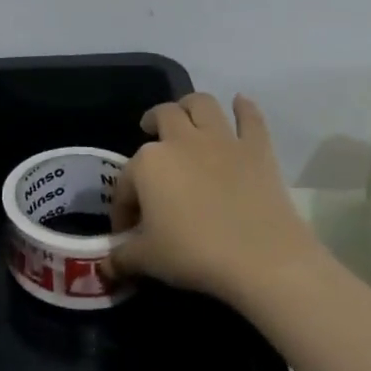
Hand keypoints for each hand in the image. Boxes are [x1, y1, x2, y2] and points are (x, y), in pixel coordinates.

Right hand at [106, 92, 326, 307]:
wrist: (263, 260)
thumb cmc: (195, 255)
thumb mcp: (147, 260)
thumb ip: (122, 257)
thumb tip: (107, 266)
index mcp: (148, 164)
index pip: (126, 182)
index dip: (123, 207)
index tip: (128, 231)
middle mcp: (181, 141)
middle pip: (162, 116)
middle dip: (152, 123)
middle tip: (150, 136)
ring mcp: (222, 141)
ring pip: (201, 104)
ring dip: (190, 106)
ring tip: (186, 117)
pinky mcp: (257, 149)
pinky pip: (251, 118)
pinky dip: (244, 109)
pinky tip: (240, 104)